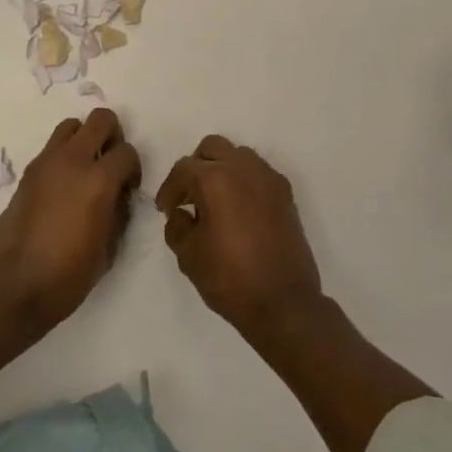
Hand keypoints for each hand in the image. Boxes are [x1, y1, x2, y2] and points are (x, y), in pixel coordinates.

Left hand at [0, 109, 140, 331]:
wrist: (12, 289)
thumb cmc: (66, 277)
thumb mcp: (107, 250)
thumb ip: (118, 212)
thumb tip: (118, 195)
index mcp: (98, 181)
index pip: (127, 152)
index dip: (133, 169)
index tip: (128, 189)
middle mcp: (72, 161)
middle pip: (100, 119)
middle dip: (112, 136)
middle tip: (109, 164)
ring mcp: (45, 163)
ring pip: (71, 126)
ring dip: (83, 140)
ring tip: (84, 170)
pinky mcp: (26, 173)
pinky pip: (51, 148)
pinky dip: (62, 156)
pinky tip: (62, 188)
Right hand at [156, 135, 323, 336]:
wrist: (283, 303)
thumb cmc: (229, 278)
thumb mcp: (188, 256)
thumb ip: (177, 226)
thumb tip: (182, 213)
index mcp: (215, 179)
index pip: (183, 169)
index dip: (169, 189)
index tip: (165, 209)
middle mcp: (243, 168)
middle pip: (212, 148)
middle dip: (196, 167)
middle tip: (189, 197)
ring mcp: (268, 178)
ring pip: (238, 155)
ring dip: (222, 170)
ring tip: (215, 202)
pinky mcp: (286, 193)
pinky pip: (259, 173)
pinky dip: (244, 182)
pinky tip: (239, 211)